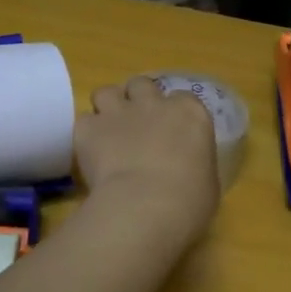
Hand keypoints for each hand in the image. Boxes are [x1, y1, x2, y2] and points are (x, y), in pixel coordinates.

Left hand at [75, 76, 220, 245]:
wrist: (146, 206)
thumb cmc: (189, 200)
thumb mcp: (206, 179)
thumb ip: (194, 162)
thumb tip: (185, 168)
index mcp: (189, 113)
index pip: (182, 98)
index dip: (172, 114)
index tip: (170, 132)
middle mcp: (153, 103)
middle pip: (141, 85)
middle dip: (137, 100)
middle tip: (136, 126)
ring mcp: (118, 112)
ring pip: (106, 92)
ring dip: (108, 108)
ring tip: (108, 132)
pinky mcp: (88, 128)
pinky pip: (83, 122)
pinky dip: (86, 134)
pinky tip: (90, 153)